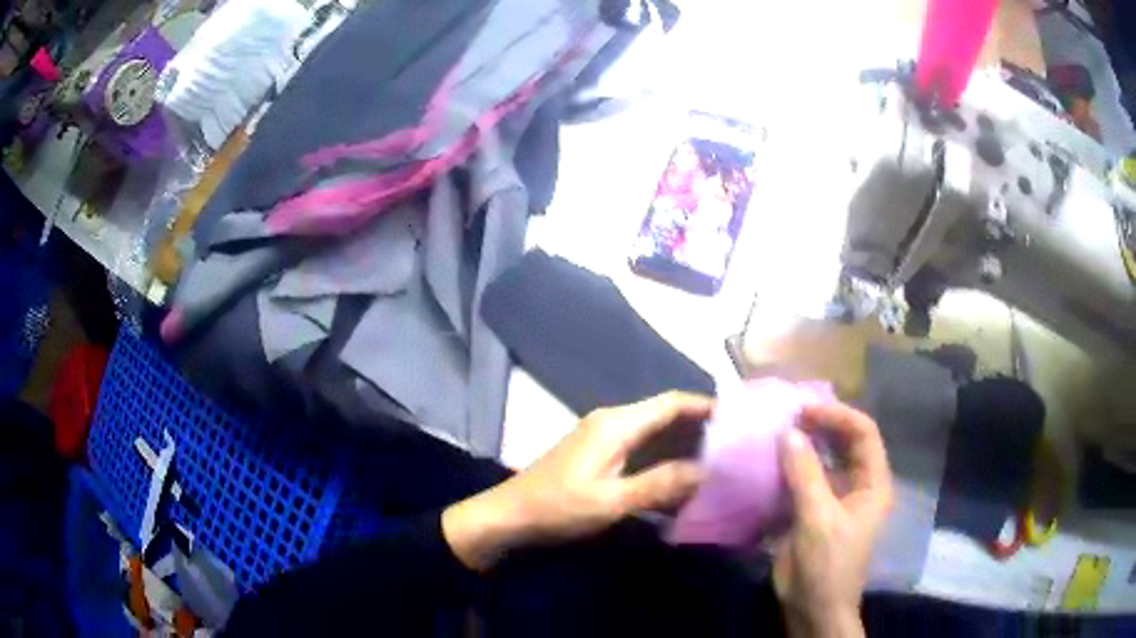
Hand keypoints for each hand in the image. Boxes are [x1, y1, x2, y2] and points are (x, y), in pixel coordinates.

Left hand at [442, 392, 711, 571]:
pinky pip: (641, 451)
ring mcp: (604, 439)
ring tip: (719, 463)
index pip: (671, 403)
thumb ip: (660, 484)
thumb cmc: (558, 508)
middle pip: (665, 416)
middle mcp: (612, 423)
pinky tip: (681, 480)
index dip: (706, 406)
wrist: (509, 517)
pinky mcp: (599, 457)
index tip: (740, 419)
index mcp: (616, 424)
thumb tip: (708, 472)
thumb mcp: (611, 501)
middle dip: (700, 429)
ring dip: (683, 447)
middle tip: (736, 447)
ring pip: (655, 435)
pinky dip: (664, 461)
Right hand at [774, 403, 892, 637]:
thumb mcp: (818, 519)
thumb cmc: (827, 565)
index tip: (803, 411)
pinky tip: (770, 463)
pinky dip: (790, 468)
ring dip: (803, 446)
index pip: (863, 433)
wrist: (813, 608)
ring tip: (776, 433)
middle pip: (845, 442)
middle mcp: (858, 484)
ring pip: (824, 460)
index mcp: (872, 483)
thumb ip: (805, 474)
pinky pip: (805, 480)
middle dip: (820, 426)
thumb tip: (788, 432)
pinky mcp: (814, 511)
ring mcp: (836, 498)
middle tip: (787, 417)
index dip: (837, 416)